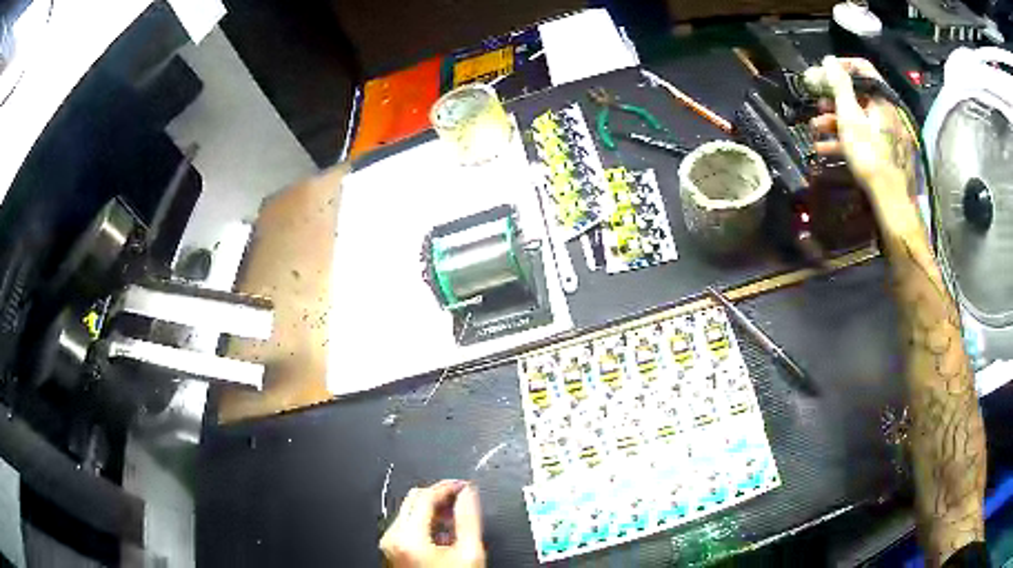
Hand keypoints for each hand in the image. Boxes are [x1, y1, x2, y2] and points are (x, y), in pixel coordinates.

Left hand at [380, 480, 485, 567]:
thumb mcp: (469, 553)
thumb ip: (469, 519)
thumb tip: (469, 494)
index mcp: (407, 535)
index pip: (425, 495)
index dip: (448, 487)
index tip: (465, 485)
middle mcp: (392, 538)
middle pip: (413, 500)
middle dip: (439, 496)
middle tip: (462, 498)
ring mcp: (389, 545)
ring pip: (409, 512)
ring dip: (433, 510)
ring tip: (456, 517)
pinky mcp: (391, 552)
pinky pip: (407, 527)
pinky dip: (425, 523)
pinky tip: (444, 532)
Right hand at [810, 56, 916, 212]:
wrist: (891, 202)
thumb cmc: (870, 155)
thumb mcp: (850, 116)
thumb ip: (839, 85)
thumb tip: (829, 60)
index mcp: (881, 99)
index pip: (861, 68)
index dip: (839, 67)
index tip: (821, 75)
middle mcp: (887, 112)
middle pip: (857, 95)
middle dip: (833, 99)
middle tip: (816, 105)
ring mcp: (888, 134)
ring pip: (858, 119)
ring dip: (834, 121)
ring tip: (816, 130)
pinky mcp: (885, 154)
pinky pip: (864, 138)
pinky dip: (845, 140)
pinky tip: (826, 149)